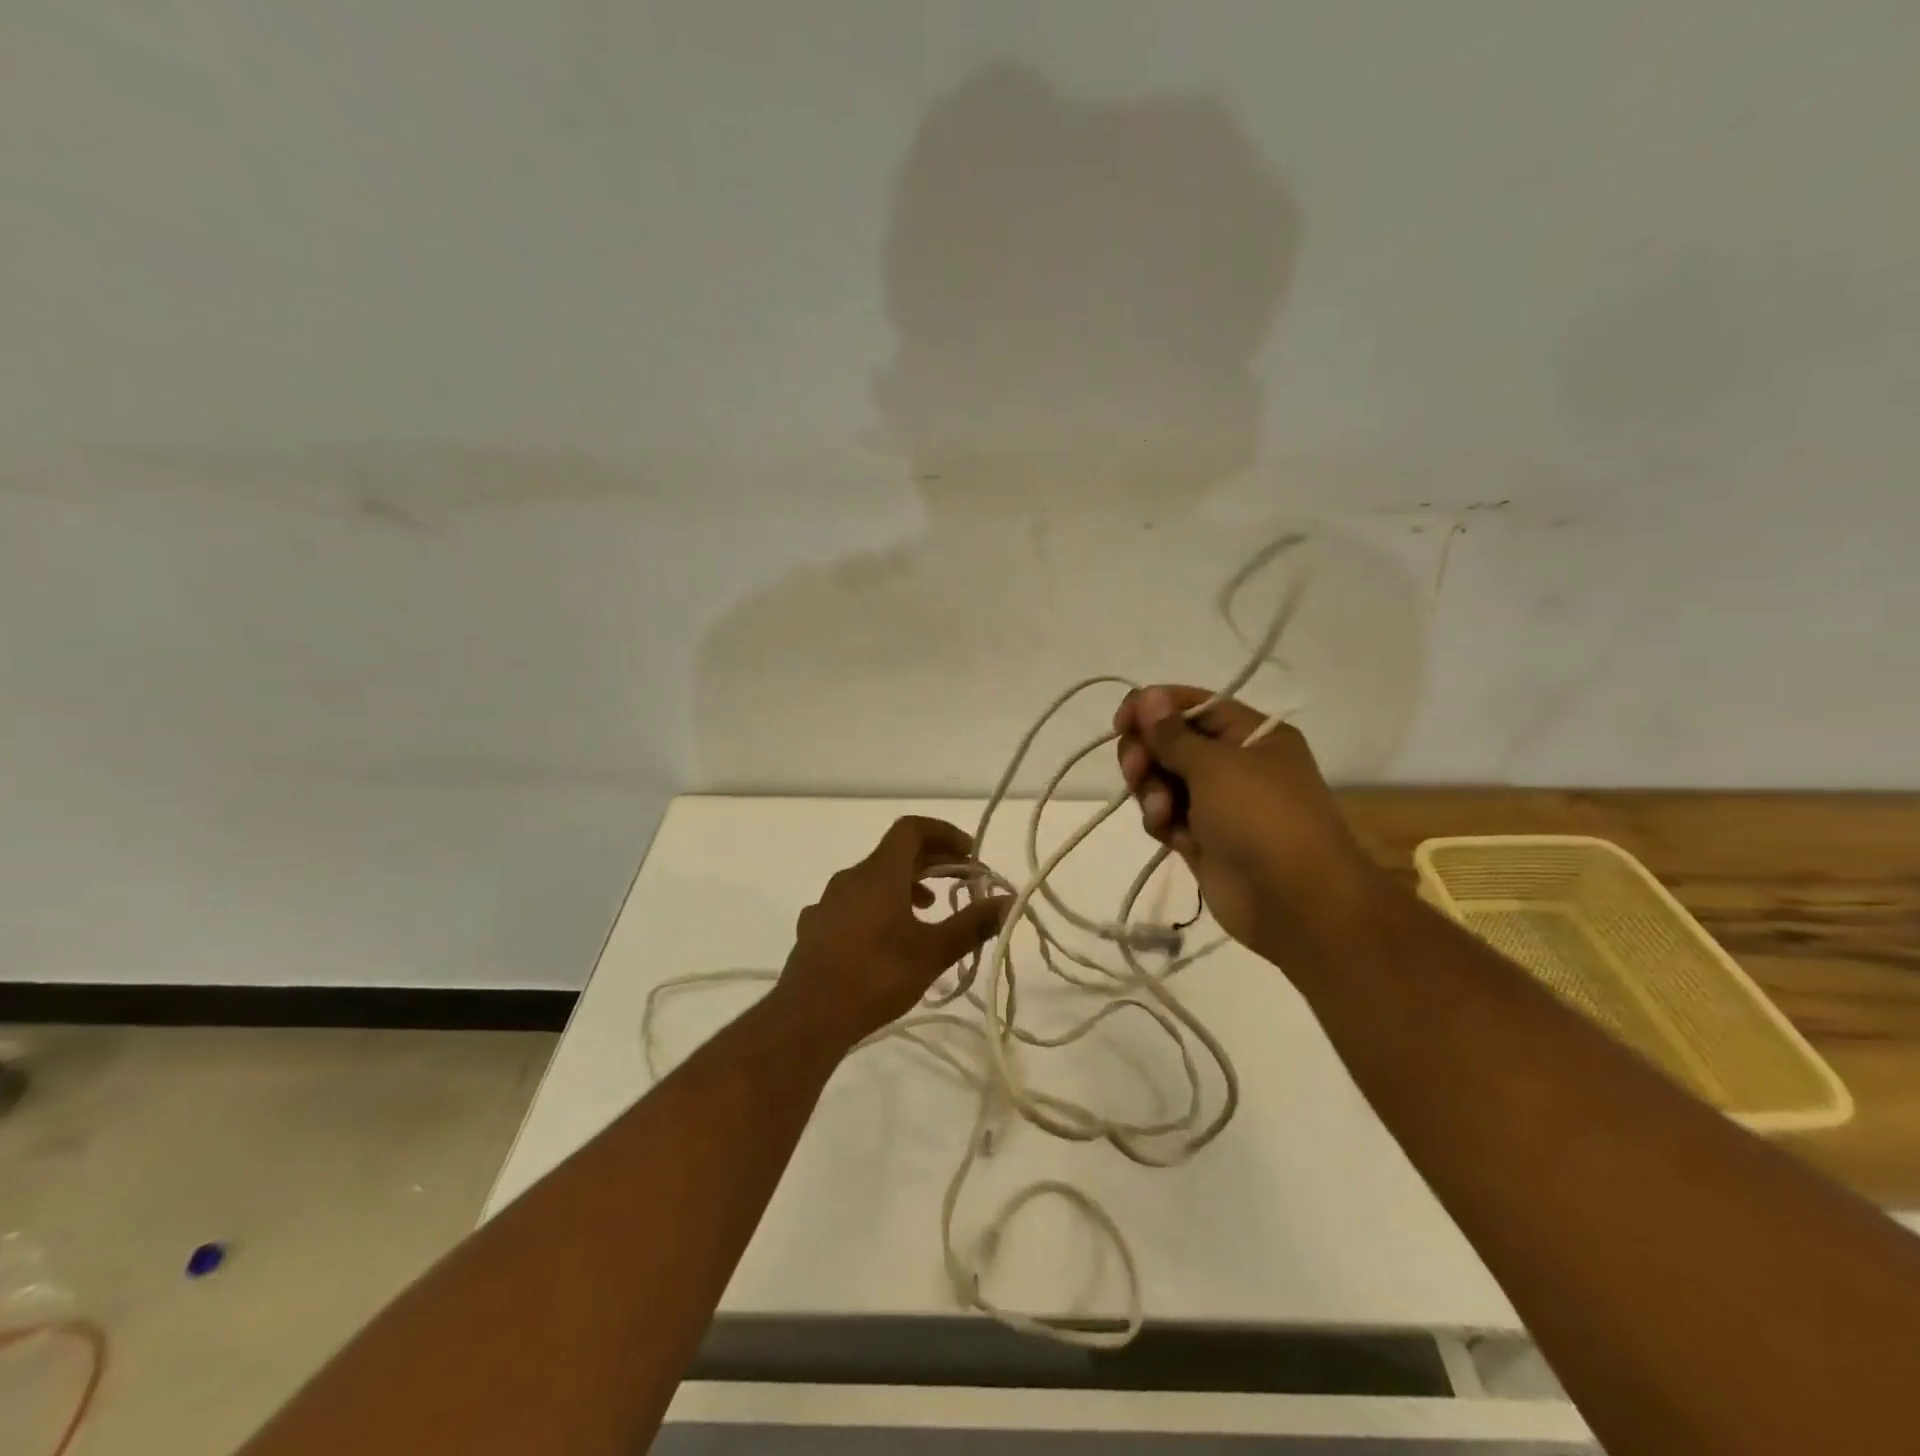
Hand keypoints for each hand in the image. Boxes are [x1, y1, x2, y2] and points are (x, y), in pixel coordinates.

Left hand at [774, 816, 1009, 1050]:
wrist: (808, 1017)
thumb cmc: (877, 977)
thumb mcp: (933, 953)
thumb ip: (972, 924)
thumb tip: (1009, 901)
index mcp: (879, 873)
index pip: (912, 829)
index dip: (944, 832)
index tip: (969, 853)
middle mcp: (851, 877)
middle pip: (894, 853)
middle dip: (931, 861)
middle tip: (959, 881)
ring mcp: (828, 902)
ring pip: (873, 878)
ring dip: (905, 884)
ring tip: (928, 910)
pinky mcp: (816, 927)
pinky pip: (853, 902)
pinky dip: (879, 905)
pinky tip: (887, 937)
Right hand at [1112, 686, 1379, 956]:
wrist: (1294, 901)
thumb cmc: (1261, 816)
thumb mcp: (1216, 765)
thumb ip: (1172, 733)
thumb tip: (1147, 695)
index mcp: (1251, 735)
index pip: (1193, 705)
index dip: (1154, 708)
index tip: (1121, 722)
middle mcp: (1235, 764)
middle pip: (1172, 743)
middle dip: (1148, 752)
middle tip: (1136, 768)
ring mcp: (1218, 804)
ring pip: (1164, 780)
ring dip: (1151, 789)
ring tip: (1160, 809)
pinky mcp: (1202, 838)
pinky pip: (1167, 816)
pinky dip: (1160, 819)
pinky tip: (1167, 830)